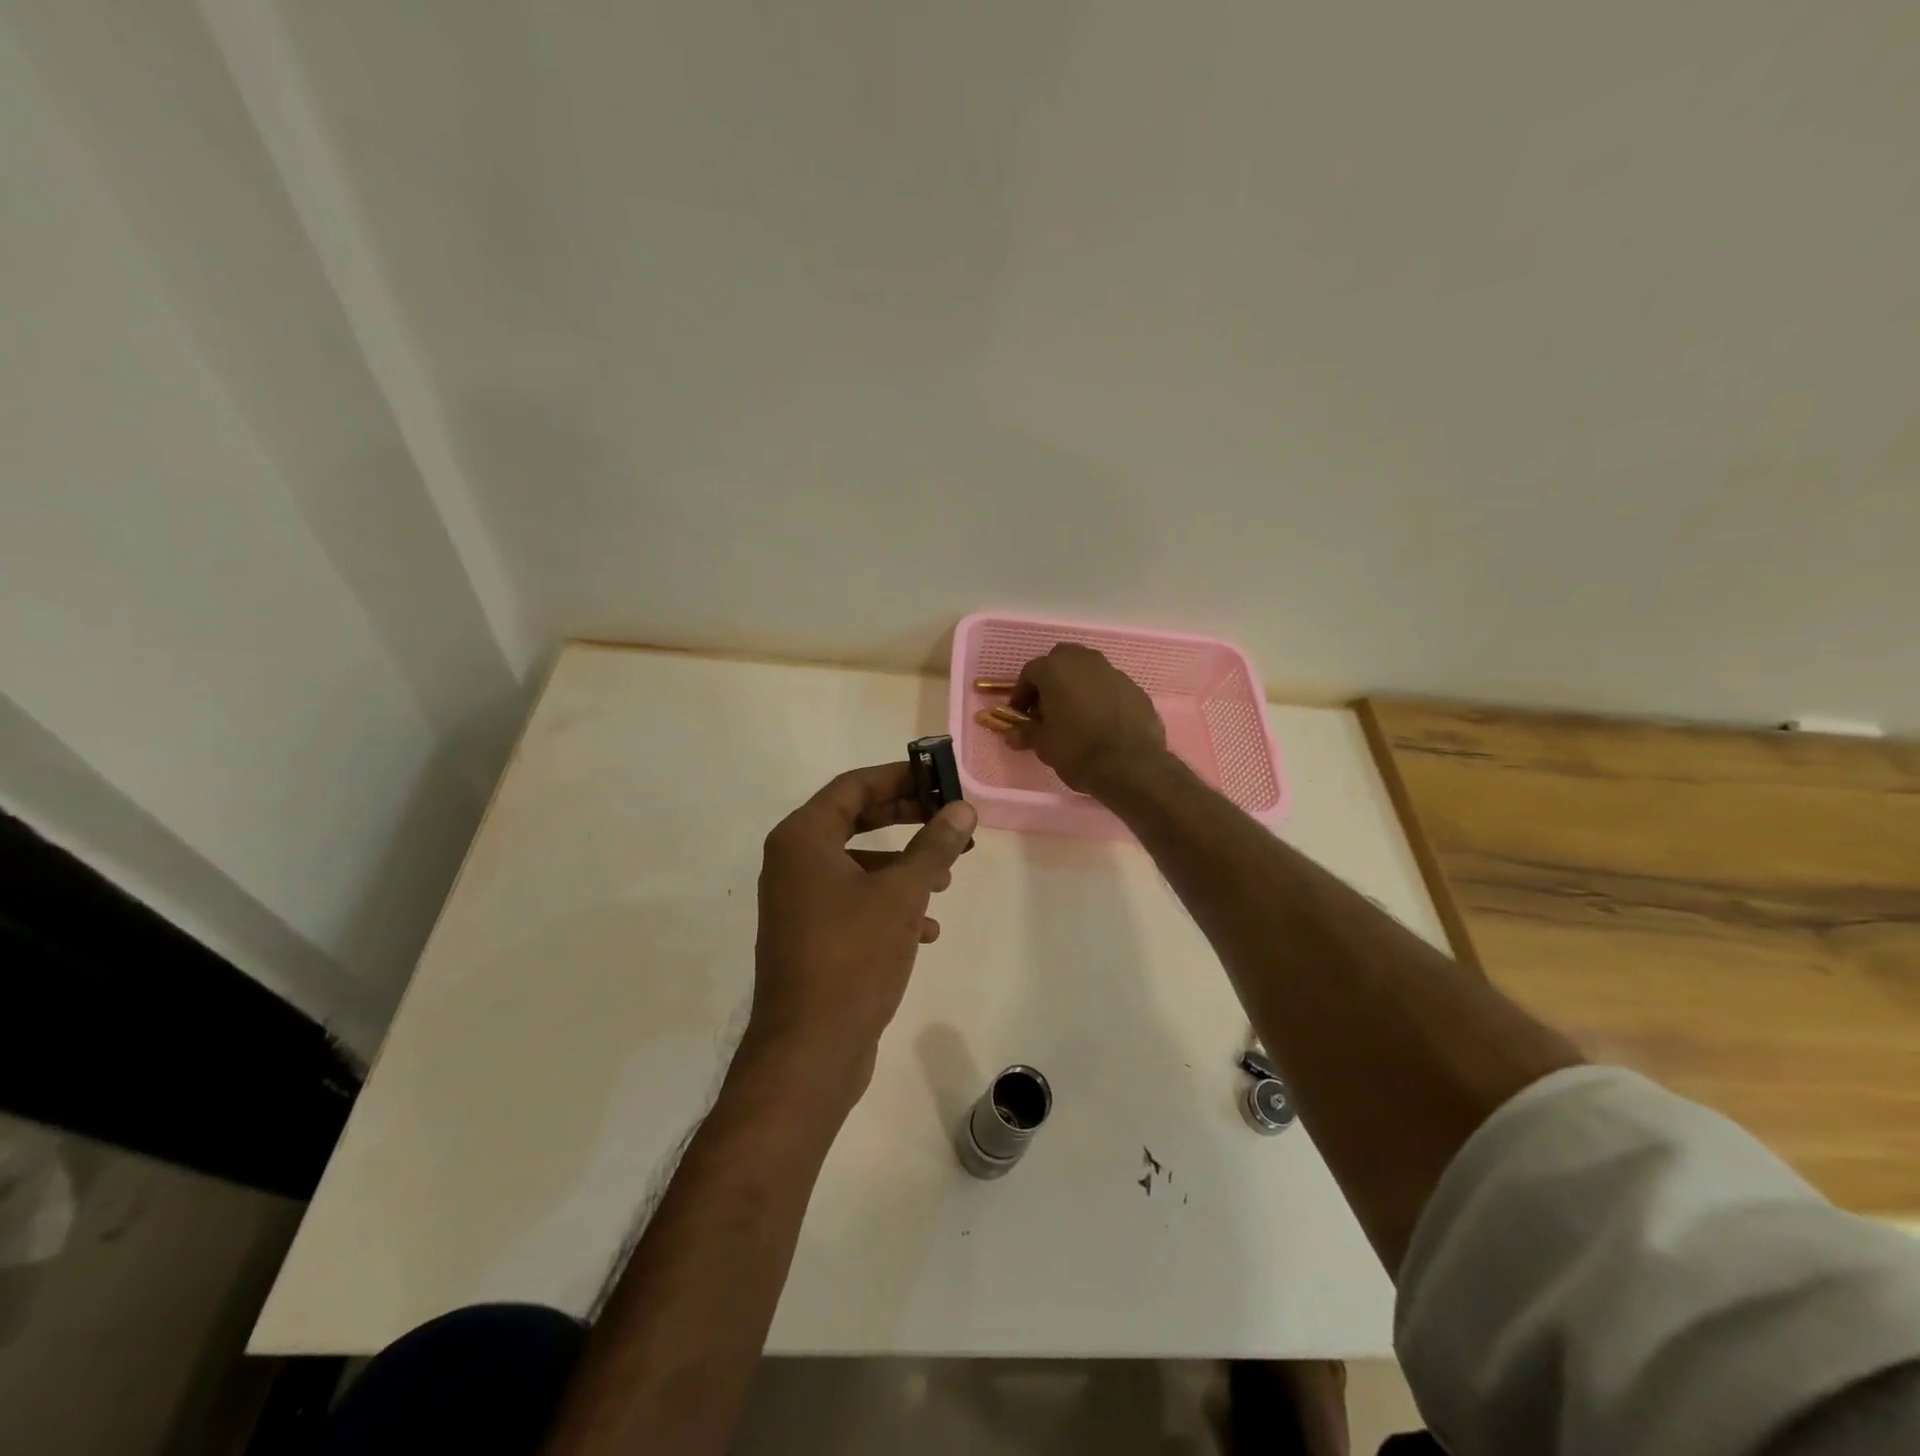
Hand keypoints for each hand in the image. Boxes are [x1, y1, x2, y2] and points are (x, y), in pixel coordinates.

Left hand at [749, 764, 976, 1100]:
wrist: (809, 1049)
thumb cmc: (853, 956)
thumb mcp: (903, 894)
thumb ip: (933, 845)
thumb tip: (963, 808)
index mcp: (803, 838)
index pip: (854, 786)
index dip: (899, 777)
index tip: (940, 779)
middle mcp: (793, 862)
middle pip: (856, 820)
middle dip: (907, 819)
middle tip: (950, 820)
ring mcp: (798, 901)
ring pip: (858, 864)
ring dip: (903, 865)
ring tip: (946, 877)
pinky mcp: (810, 935)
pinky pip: (853, 901)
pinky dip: (889, 903)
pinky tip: (926, 928)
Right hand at [1009, 644, 1168, 794]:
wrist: (1131, 766)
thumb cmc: (1077, 750)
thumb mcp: (1043, 745)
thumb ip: (1027, 733)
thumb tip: (1013, 734)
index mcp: (1056, 669)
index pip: (1030, 672)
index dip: (1022, 693)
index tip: (1021, 714)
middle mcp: (1086, 661)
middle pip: (1062, 661)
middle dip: (1052, 680)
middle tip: (1047, 708)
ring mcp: (1114, 673)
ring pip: (1089, 672)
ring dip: (1078, 687)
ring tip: (1075, 716)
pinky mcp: (1136, 689)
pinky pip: (1110, 688)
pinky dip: (1101, 698)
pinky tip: (1100, 723)